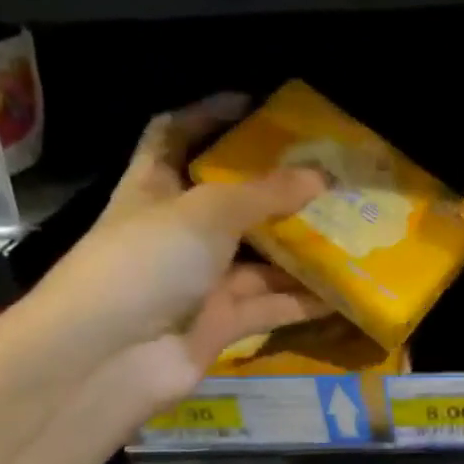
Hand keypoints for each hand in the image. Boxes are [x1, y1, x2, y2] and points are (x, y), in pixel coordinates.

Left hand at [20, 93, 330, 417]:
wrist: (107, 358)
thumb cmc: (147, 260)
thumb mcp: (207, 211)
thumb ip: (266, 193)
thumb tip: (321, 176)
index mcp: (156, 186)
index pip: (177, 135)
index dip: (210, 115)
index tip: (257, 104)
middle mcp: (179, 230)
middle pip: (234, 200)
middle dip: (280, 187)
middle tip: (331, 172)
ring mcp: (201, 280)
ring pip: (261, 256)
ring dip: (303, 247)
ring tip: (356, 228)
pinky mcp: (222, 322)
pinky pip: (272, 304)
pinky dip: (306, 300)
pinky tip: (348, 291)